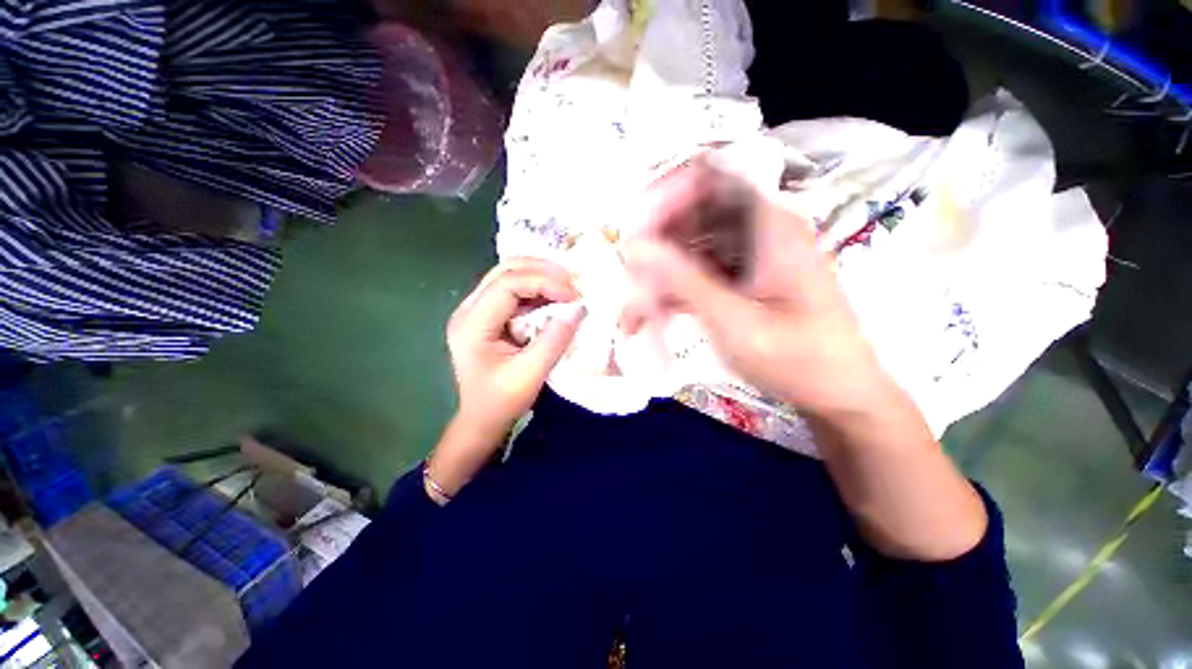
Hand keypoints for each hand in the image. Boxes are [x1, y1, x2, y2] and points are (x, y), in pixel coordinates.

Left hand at [427, 259, 584, 503]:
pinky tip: (555, 296)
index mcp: (472, 324)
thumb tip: (578, 309)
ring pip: (509, 275)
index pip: (507, 285)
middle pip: (505, 271)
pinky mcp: (488, 315)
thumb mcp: (530, 375)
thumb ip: (553, 341)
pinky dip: (538, 288)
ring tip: (568, 286)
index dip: (543, 282)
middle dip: (543, 271)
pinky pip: (514, 289)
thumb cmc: (501, 402)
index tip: (573, 295)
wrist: (481, 419)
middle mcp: (469, 309)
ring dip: (541, 276)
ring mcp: (477, 310)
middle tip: (574, 282)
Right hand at [623, 164, 890, 416]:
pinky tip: (656, 318)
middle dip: (654, 246)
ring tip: (637, 313)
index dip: (665, 193)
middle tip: (631, 283)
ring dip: (659, 275)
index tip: (636, 233)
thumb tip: (637, 246)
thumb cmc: (797, 360)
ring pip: (688, 246)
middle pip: (691, 213)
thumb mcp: (735, 322)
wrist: (837, 391)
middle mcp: (758, 228)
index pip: (708, 176)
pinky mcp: (740, 277)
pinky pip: (696, 270)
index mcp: (769, 224)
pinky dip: (673, 291)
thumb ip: (685, 280)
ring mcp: (748, 253)